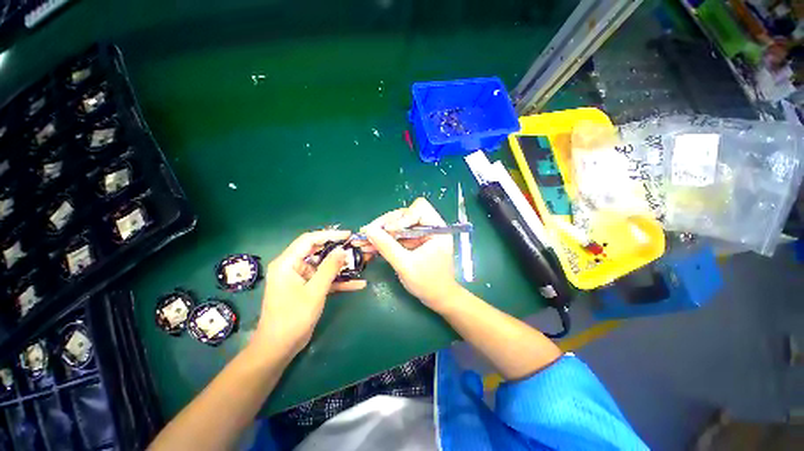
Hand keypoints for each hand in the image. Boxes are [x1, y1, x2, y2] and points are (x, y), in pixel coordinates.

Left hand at [253, 231, 366, 355]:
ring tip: (361, 264)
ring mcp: (301, 279)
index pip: (309, 240)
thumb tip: (342, 249)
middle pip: (318, 252)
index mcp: (287, 263)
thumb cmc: (293, 317)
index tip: (348, 235)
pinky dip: (339, 282)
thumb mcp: (315, 291)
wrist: (279, 348)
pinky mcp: (307, 289)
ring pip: (324, 267)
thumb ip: (329, 268)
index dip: (329, 235)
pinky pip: (325, 280)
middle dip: (338, 251)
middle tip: (356, 249)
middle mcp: (293, 267)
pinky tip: (358, 284)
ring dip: (341, 268)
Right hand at [363, 198, 460, 312]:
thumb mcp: (406, 266)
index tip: (389, 230)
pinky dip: (385, 239)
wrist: (437, 298)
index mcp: (437, 229)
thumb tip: (369, 231)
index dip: (403, 217)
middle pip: (405, 214)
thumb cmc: (428, 283)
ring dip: (382, 231)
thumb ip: (387, 247)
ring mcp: (421, 234)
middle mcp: (430, 227)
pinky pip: (397, 235)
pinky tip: (371, 245)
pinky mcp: (414, 241)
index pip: (419, 208)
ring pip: (398, 224)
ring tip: (364, 239)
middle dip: (386, 224)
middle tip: (368, 232)